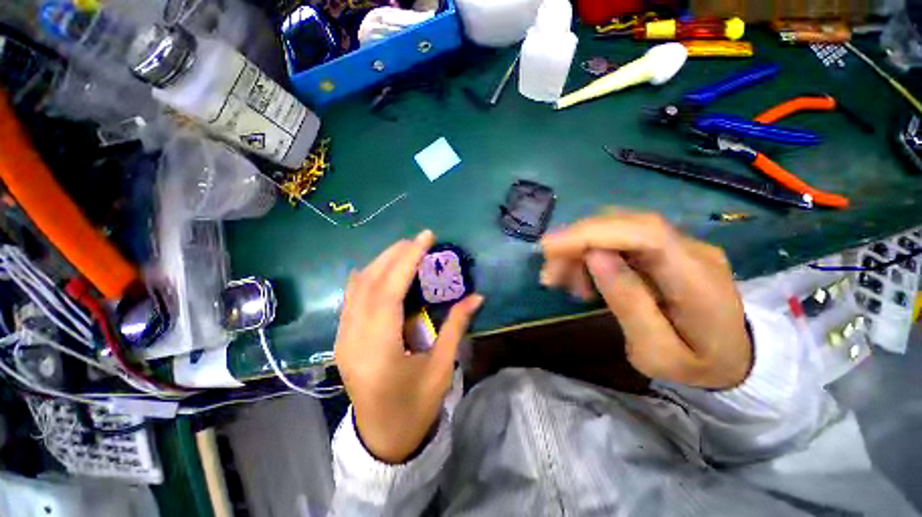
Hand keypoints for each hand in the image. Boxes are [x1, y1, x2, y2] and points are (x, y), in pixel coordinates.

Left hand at [335, 230, 483, 463]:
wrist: (383, 438)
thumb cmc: (415, 407)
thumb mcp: (441, 368)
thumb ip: (456, 327)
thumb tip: (476, 296)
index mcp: (379, 350)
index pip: (389, 291)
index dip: (407, 259)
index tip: (425, 237)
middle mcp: (352, 339)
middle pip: (369, 283)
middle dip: (394, 255)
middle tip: (418, 241)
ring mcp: (342, 338)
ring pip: (356, 287)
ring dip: (381, 263)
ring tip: (405, 250)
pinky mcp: (342, 339)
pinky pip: (351, 298)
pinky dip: (368, 277)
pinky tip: (383, 270)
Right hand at [540, 212, 751, 389]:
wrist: (737, 358)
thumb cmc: (697, 364)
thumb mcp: (657, 353)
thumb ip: (628, 304)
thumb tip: (594, 257)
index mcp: (697, 279)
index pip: (644, 234)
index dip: (591, 233)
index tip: (549, 247)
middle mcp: (691, 249)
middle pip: (623, 223)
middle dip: (576, 242)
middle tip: (550, 275)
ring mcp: (680, 244)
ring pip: (616, 227)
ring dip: (580, 249)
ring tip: (566, 283)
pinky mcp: (667, 248)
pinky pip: (620, 239)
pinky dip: (591, 253)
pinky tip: (585, 278)